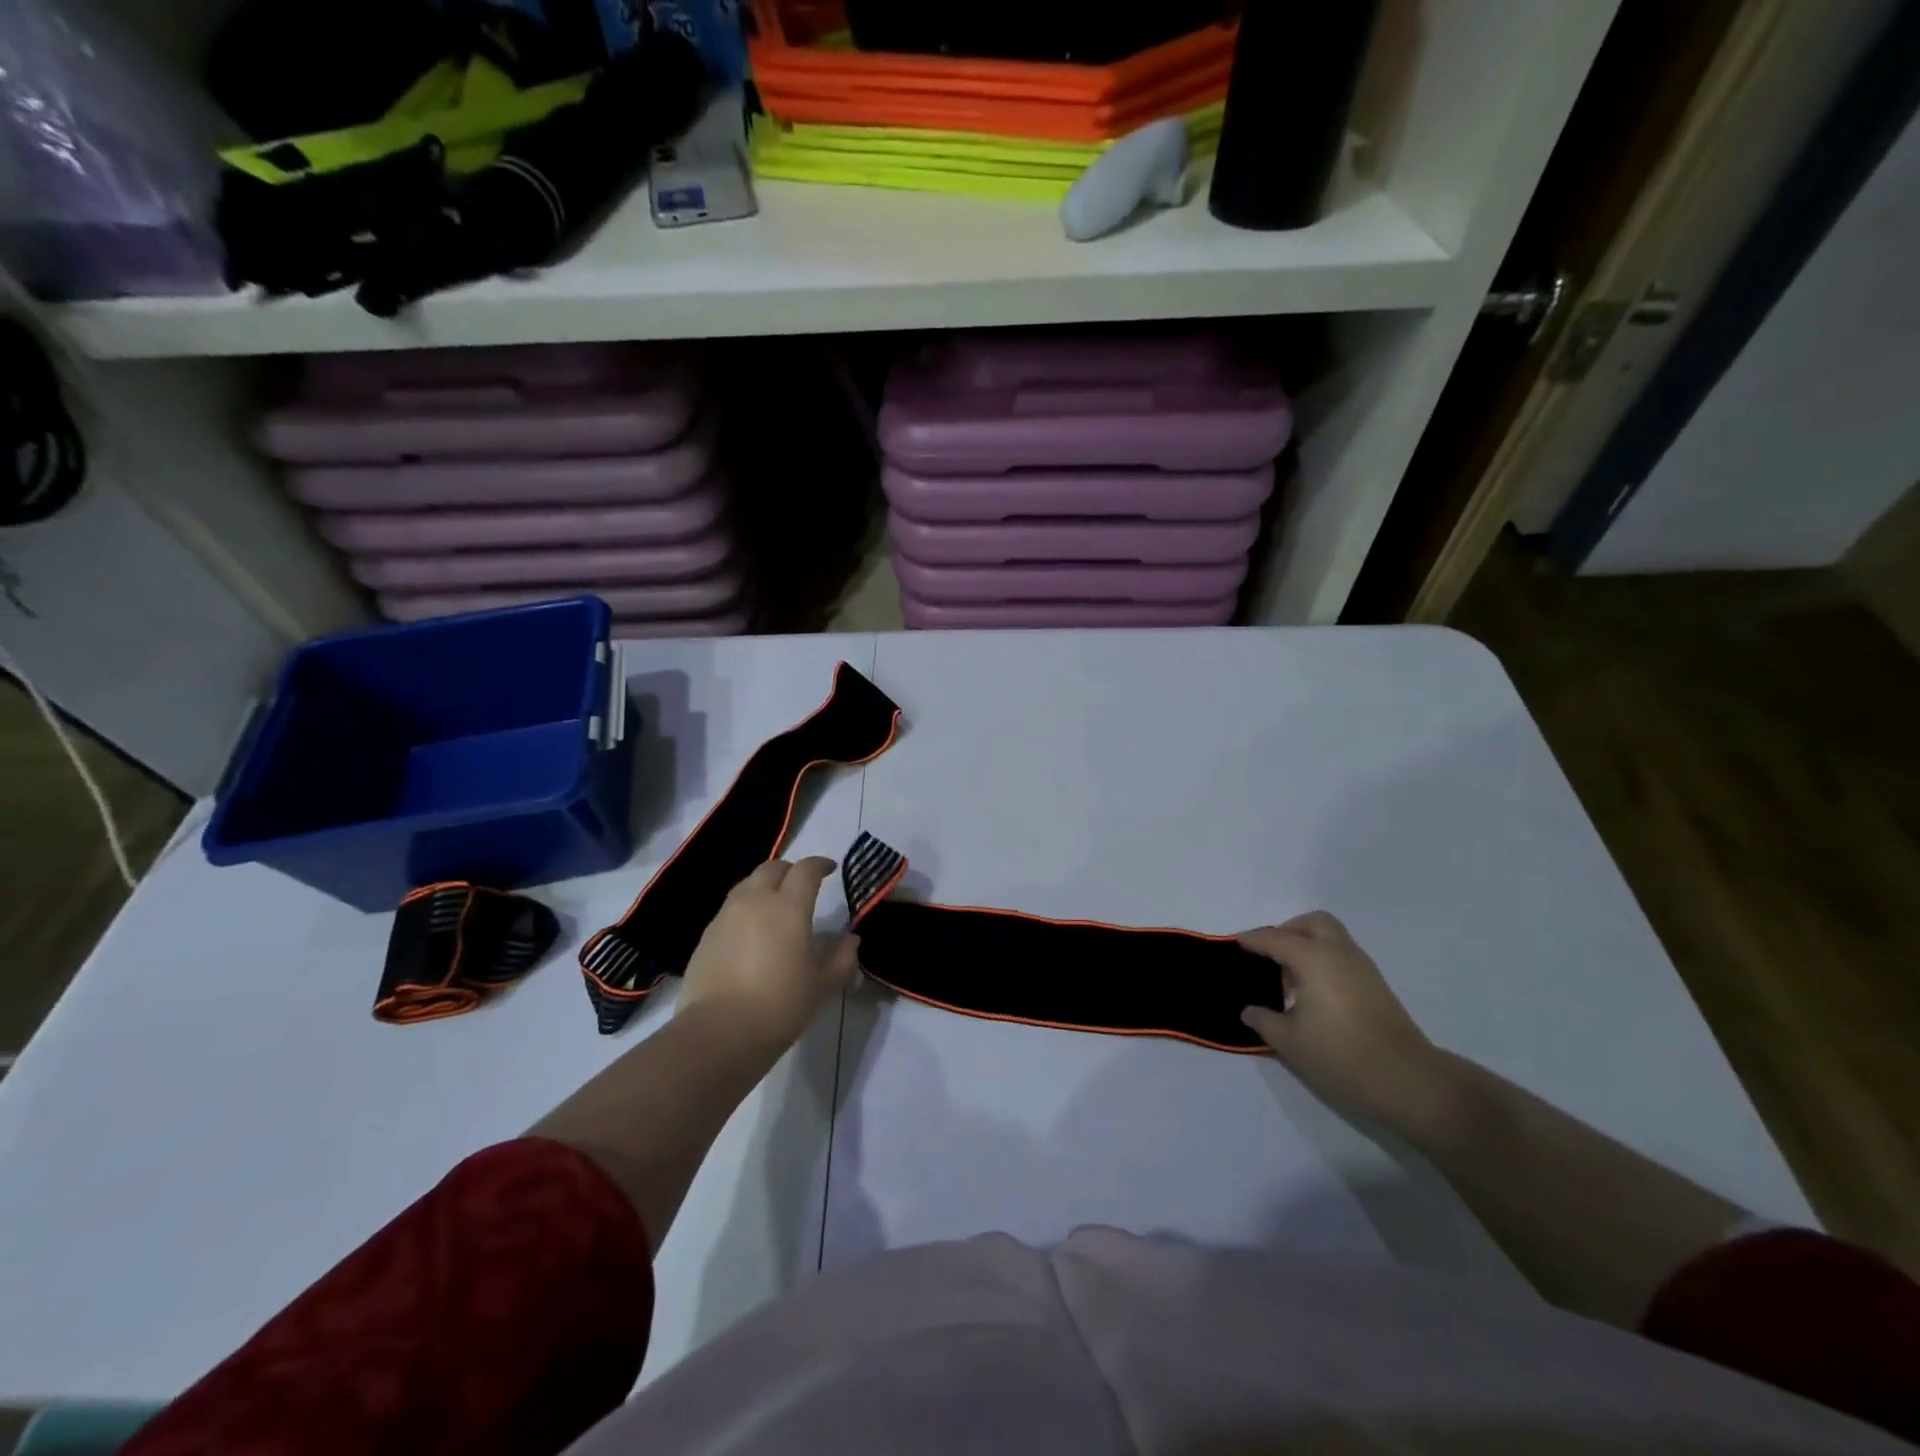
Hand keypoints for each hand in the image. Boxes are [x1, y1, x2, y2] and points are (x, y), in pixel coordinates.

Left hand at [676, 857, 859, 1055]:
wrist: (719, 1033)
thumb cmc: (780, 1006)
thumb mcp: (823, 986)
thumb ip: (842, 959)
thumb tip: (851, 940)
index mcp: (789, 907)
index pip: (806, 870)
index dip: (820, 865)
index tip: (830, 870)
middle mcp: (756, 901)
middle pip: (772, 868)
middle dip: (789, 870)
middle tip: (801, 885)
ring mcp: (726, 916)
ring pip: (747, 885)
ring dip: (764, 886)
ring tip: (774, 907)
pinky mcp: (706, 935)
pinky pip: (729, 909)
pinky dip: (744, 909)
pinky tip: (750, 933)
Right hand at [1238, 912, 1449, 1132]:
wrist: (1409, 1081)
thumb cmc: (1341, 1055)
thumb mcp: (1289, 1041)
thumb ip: (1263, 1020)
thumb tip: (1250, 1010)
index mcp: (1313, 958)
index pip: (1274, 939)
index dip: (1251, 940)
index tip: (1232, 945)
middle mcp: (1339, 953)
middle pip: (1311, 923)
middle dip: (1287, 931)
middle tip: (1268, 955)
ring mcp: (1363, 968)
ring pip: (1331, 938)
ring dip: (1307, 946)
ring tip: (1288, 978)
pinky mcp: (1376, 986)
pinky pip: (1342, 956)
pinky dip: (1323, 961)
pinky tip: (1312, 993)